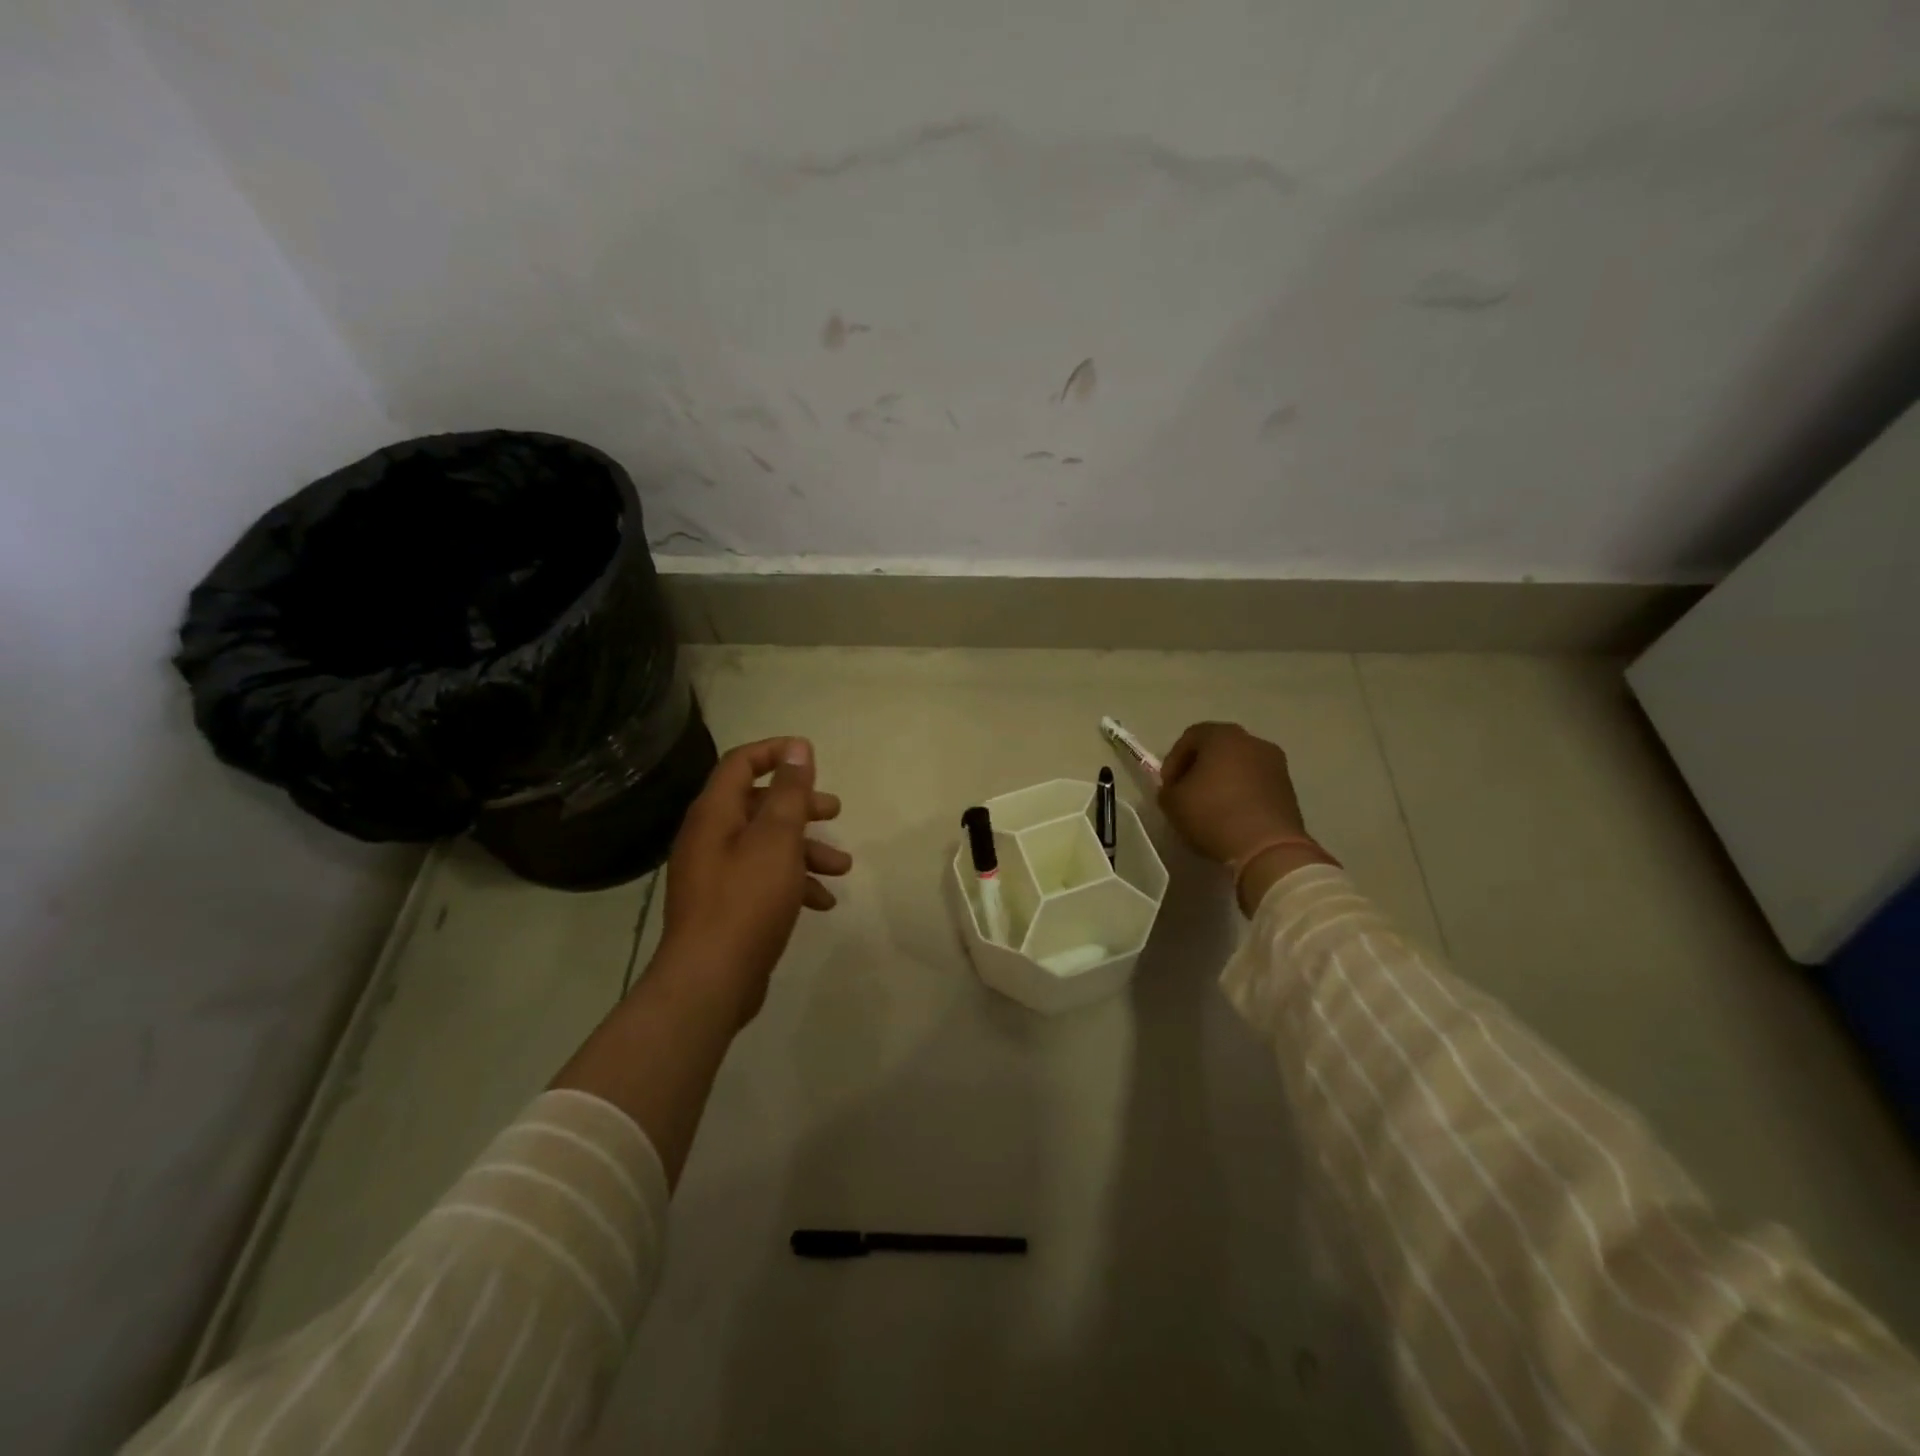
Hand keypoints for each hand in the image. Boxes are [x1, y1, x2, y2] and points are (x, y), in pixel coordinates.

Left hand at [658, 736, 851, 1023]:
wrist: (710, 980)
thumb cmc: (747, 901)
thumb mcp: (777, 840)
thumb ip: (789, 792)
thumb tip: (798, 748)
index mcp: (715, 814)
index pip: (741, 763)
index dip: (776, 752)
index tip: (811, 756)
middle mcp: (710, 837)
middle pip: (759, 804)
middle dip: (801, 806)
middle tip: (834, 811)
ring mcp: (716, 873)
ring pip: (767, 845)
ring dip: (806, 850)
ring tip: (842, 867)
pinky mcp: (726, 905)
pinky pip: (764, 879)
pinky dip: (794, 883)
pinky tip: (823, 902)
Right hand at [1159, 722, 1333, 912]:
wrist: (1268, 848)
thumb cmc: (1213, 814)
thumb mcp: (1172, 802)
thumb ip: (1168, 789)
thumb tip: (1176, 789)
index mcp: (1223, 736)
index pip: (1190, 737)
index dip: (1173, 760)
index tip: (1168, 786)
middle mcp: (1253, 741)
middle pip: (1217, 748)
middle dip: (1199, 768)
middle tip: (1186, 792)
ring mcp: (1276, 764)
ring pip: (1239, 765)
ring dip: (1222, 781)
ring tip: (1210, 807)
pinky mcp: (1289, 789)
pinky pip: (1256, 783)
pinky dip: (1241, 793)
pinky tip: (1232, 816)